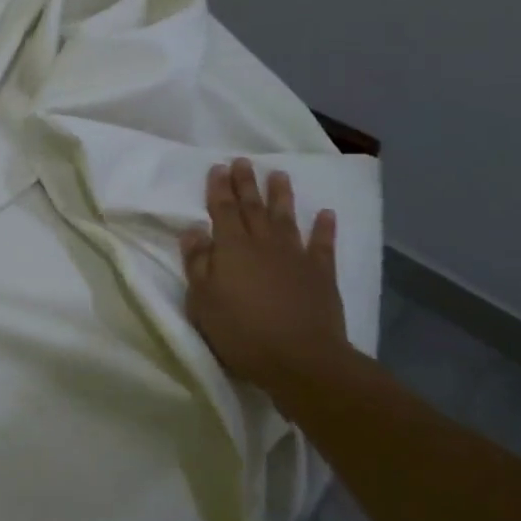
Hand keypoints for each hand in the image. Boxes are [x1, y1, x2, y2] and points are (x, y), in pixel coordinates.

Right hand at [180, 158, 348, 391]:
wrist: (301, 359)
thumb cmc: (242, 332)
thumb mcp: (203, 301)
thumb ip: (197, 263)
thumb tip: (193, 230)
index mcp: (232, 248)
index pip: (223, 210)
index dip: (220, 188)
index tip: (219, 167)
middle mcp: (263, 243)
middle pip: (252, 207)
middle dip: (246, 183)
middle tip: (243, 161)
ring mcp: (295, 256)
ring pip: (286, 218)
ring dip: (281, 196)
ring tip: (279, 175)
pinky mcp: (321, 274)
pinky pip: (323, 245)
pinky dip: (324, 228)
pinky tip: (327, 214)